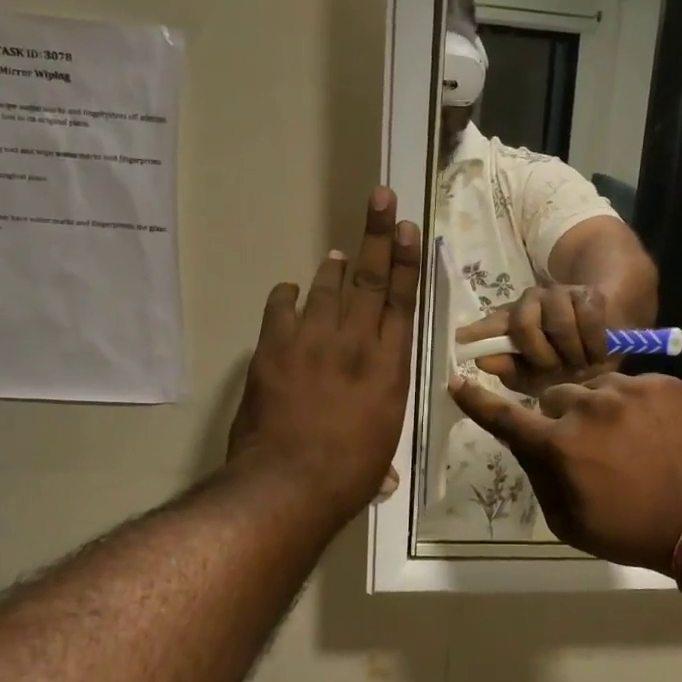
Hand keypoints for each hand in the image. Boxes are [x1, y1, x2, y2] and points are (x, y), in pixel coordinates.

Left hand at [227, 188, 420, 523]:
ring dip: (333, 266)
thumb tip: (382, 475)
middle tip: (381, 198)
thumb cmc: (347, 474)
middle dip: (377, 235)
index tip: (407, 228)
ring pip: (327, 287)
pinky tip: (290, 291)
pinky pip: (282, 308)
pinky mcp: (275, 347)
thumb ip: (378, 437)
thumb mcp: (380, 449)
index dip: (405, 261)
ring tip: (337, 252)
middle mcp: (356, 341)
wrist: (289, 483)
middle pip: (369, 278)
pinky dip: (287, 296)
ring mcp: (313, 340)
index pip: (401, 300)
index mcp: (390, 365)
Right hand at [449, 373, 681, 572]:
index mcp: (560, 444)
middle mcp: (588, 407)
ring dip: (599, 408)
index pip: (507, 417)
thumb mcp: (571, 522)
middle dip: (560, 416)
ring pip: (596, 387)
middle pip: (555, 397)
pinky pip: (634, 385)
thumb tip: (524, 445)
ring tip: (628, 438)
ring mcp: (629, 390)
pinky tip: (654, 431)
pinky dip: (635, 404)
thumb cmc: (633, 531)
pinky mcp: (664, 383)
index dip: (478, 401)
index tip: (457, 381)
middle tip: (585, 443)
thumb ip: (540, 477)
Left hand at [456, 284, 612, 393]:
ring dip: (571, 353)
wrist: (606, 344)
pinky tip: (595, 355)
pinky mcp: (587, 294)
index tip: (460, 339)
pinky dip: (593, 345)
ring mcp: (558, 294)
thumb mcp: (535, 376)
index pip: (490, 324)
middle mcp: (529, 302)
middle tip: (555, 370)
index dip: (477, 331)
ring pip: (559, 324)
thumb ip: (510, 369)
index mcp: (510, 322)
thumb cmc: (564, 364)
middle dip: (541, 356)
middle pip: (523, 325)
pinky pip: (587, 321)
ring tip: (578, 364)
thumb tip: (481, 360)